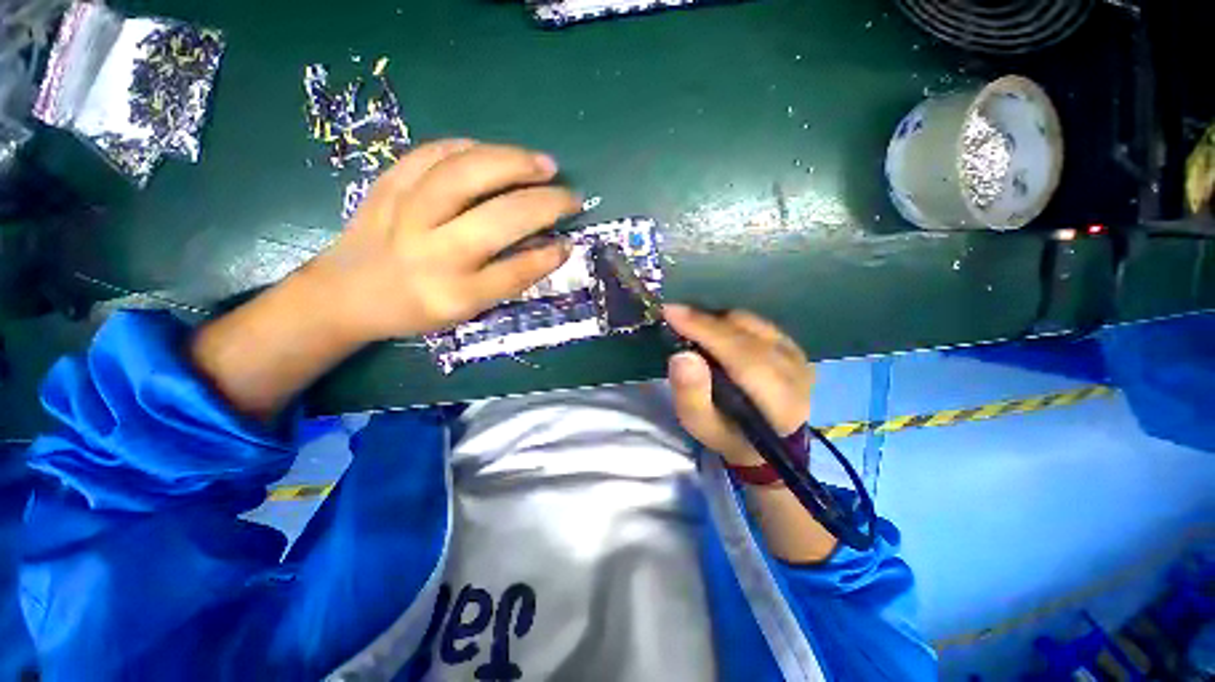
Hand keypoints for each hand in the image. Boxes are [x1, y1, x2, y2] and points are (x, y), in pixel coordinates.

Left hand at [307, 139, 581, 341]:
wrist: (345, 294)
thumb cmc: (414, 309)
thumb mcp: (466, 310)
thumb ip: (508, 279)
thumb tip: (550, 248)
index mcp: (453, 294)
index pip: (515, 271)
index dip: (549, 256)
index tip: (569, 242)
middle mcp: (432, 253)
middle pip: (498, 219)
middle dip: (544, 204)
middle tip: (570, 196)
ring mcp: (405, 213)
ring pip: (466, 174)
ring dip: (513, 163)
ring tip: (543, 163)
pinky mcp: (387, 185)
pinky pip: (432, 154)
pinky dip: (470, 148)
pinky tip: (494, 153)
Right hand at [665, 305, 814, 466]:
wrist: (767, 443)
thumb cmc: (729, 436)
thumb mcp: (702, 426)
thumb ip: (691, 395)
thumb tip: (681, 356)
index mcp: (778, 399)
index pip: (740, 352)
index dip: (704, 329)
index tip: (670, 312)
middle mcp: (796, 370)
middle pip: (744, 331)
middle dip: (704, 320)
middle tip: (674, 318)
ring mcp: (798, 354)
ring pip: (749, 322)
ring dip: (716, 321)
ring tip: (692, 329)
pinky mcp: (793, 346)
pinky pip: (755, 322)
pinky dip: (729, 323)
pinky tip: (714, 334)